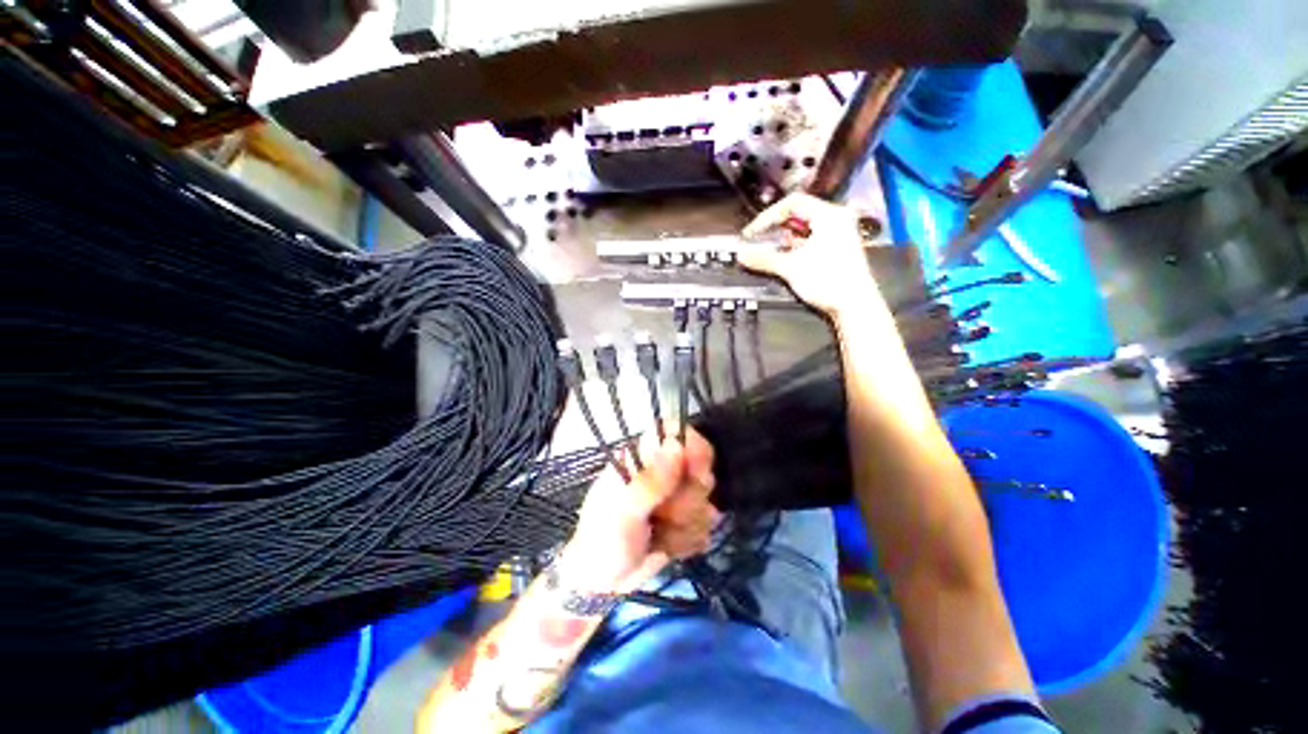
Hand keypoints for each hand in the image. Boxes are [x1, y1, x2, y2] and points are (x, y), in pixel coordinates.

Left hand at [561, 427, 718, 593]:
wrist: (603, 582)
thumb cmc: (603, 539)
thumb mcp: (622, 512)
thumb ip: (650, 482)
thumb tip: (677, 446)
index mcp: (641, 458)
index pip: (675, 432)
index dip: (693, 446)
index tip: (697, 473)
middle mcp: (663, 470)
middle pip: (700, 467)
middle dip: (686, 500)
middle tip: (662, 515)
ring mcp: (676, 494)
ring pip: (706, 500)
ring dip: (685, 525)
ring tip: (658, 533)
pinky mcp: (686, 519)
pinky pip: (706, 525)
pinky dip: (688, 540)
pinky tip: (667, 545)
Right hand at [739, 193, 887, 318]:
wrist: (854, 305)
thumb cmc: (829, 281)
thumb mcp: (791, 268)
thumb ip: (764, 259)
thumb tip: (742, 255)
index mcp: (828, 215)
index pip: (791, 203)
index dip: (767, 217)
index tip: (752, 233)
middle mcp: (835, 219)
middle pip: (798, 213)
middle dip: (775, 227)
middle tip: (758, 239)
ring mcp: (838, 233)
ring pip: (804, 227)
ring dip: (784, 237)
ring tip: (771, 249)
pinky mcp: (837, 248)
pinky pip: (811, 238)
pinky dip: (796, 245)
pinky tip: (787, 257)